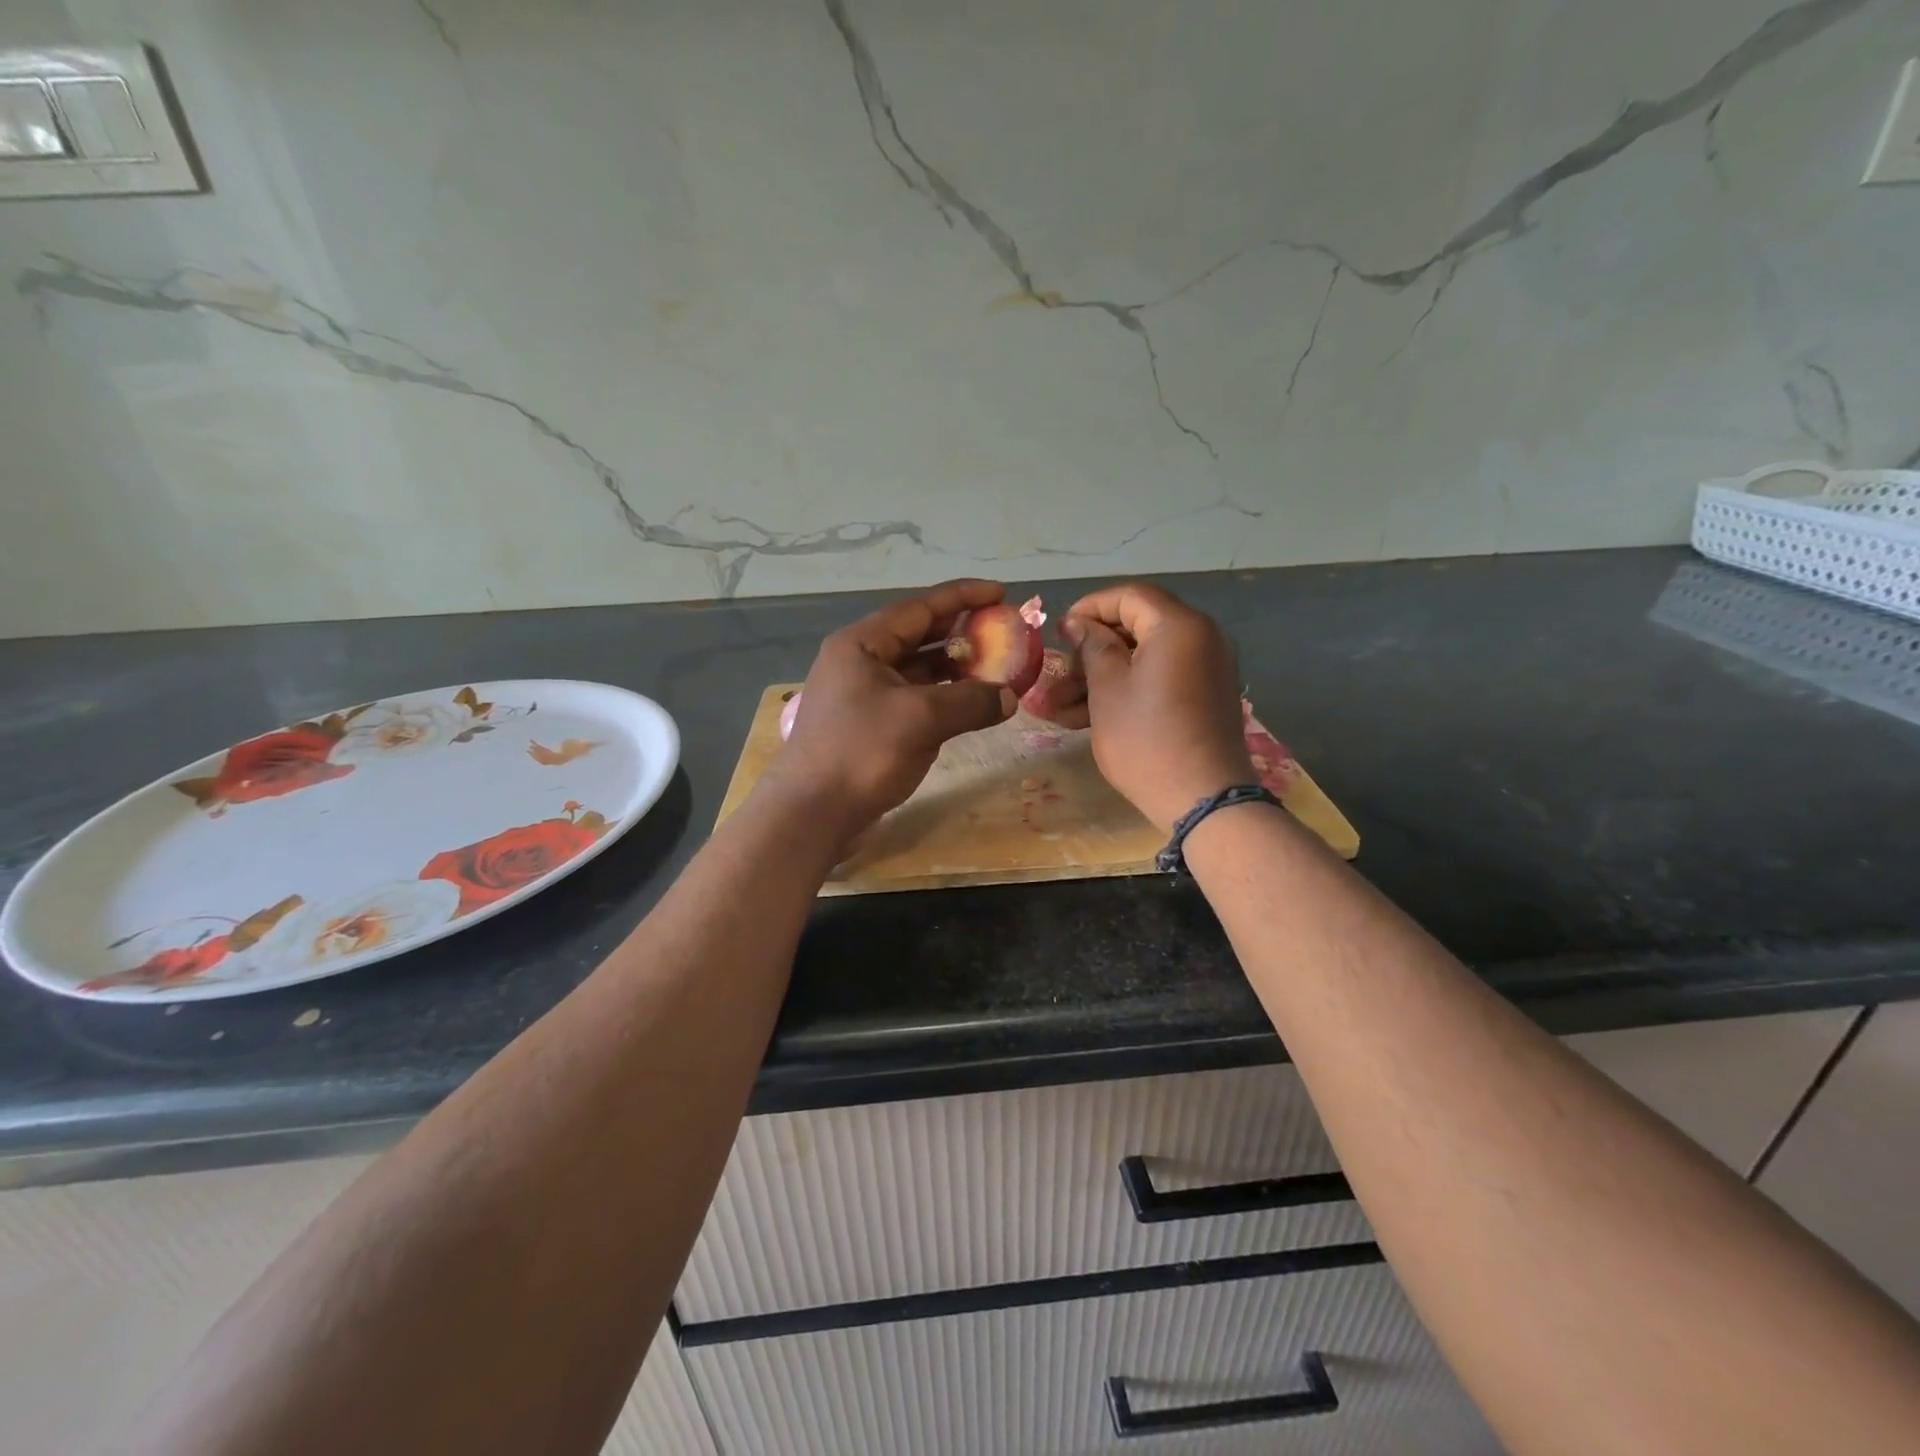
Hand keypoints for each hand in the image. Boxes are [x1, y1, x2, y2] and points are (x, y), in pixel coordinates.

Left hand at [769, 580, 1016, 840]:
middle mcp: (860, 662)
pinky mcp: (869, 726)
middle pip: (918, 636)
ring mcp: (862, 695)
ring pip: (916, 670)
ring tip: (995, 668)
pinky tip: (968, 705)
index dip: (962, 597)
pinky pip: (913, 699)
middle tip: (1002, 631)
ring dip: (954, 669)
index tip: (1000, 593)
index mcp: (862, 644)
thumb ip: (970, 702)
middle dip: (961, 633)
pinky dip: (942, 698)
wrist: (811, 813)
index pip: (919, 608)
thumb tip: (1009, 697)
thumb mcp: (921, 720)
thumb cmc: (861, 753)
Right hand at [1062, 583, 1253, 832]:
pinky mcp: (1202, 696)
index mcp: (1179, 626)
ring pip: (1142, 659)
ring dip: (1099, 678)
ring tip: (1057, 709)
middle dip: (1090, 652)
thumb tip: (1079, 622)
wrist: (1203, 799)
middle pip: (1135, 627)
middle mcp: (1200, 637)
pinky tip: (1083, 718)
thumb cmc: (1146, 740)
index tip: (1058, 633)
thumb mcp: (1108, 690)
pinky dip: (1125, 691)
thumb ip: (1092, 646)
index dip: (1088, 608)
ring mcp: (1205, 668)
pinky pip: (1158, 679)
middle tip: (1057, 677)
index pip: (1129, 596)